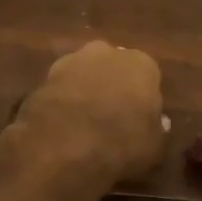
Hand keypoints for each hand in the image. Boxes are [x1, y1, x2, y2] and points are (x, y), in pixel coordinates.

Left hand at [14, 41, 166, 185]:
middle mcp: (108, 53)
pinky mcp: (42, 78)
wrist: (64, 147)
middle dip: (113, 86)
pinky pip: (60, 89)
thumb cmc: (122, 143)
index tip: (139, 119)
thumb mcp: (155, 147)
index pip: (148, 76)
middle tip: (111, 118)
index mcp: (142, 64)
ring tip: (83, 124)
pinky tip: (62, 127)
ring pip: (84, 75)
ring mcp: (71, 62)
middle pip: (114, 68)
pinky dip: (62, 103)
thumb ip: (159, 130)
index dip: (143, 98)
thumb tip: (159, 123)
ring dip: (85, 92)